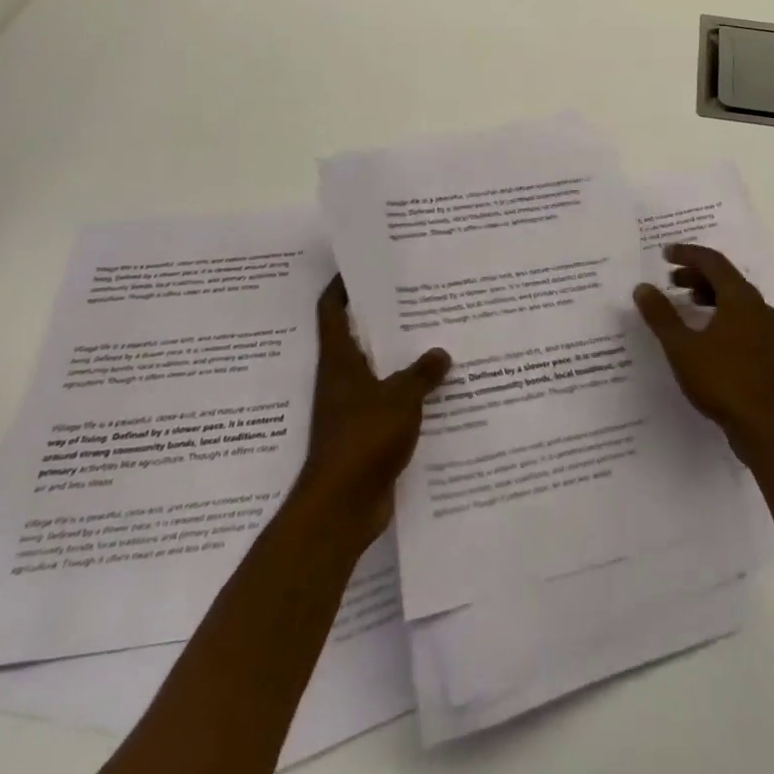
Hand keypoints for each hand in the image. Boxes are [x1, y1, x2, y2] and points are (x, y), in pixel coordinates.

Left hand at [296, 275, 450, 541]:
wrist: (340, 508)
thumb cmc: (362, 440)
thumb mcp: (400, 398)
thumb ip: (422, 372)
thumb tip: (440, 352)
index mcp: (339, 360)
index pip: (332, 310)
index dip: (343, 285)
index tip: (363, 265)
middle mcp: (342, 378)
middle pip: (359, 336)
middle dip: (383, 317)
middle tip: (417, 295)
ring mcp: (352, 408)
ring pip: (378, 370)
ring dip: (400, 357)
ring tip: (435, 335)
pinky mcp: (366, 434)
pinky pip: (390, 402)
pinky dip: (409, 393)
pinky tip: (438, 390)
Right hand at [632, 244, 773, 462]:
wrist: (765, 428)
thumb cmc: (722, 380)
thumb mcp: (682, 347)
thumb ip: (661, 315)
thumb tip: (643, 287)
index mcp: (741, 298)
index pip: (713, 262)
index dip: (687, 254)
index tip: (665, 254)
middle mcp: (759, 307)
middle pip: (726, 278)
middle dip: (696, 274)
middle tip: (670, 279)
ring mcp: (767, 329)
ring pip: (735, 299)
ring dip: (708, 294)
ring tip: (684, 302)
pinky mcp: (768, 351)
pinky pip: (741, 317)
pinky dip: (720, 313)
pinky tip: (704, 332)